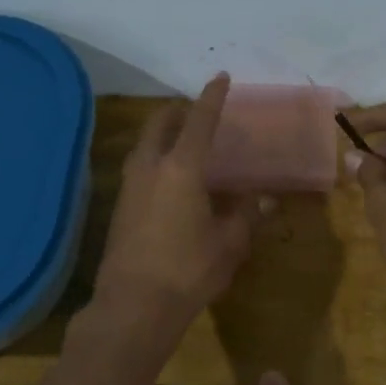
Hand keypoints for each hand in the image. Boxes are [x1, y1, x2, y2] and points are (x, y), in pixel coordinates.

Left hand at [94, 75, 269, 329]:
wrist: (133, 307)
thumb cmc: (188, 270)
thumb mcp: (229, 242)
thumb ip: (247, 214)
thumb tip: (265, 198)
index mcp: (181, 167)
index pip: (200, 120)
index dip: (212, 97)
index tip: (221, 77)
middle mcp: (150, 167)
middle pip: (160, 123)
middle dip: (180, 111)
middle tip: (201, 115)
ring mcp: (129, 186)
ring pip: (145, 144)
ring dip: (165, 135)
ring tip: (188, 145)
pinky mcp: (120, 207)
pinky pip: (140, 167)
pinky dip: (157, 159)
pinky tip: (173, 180)